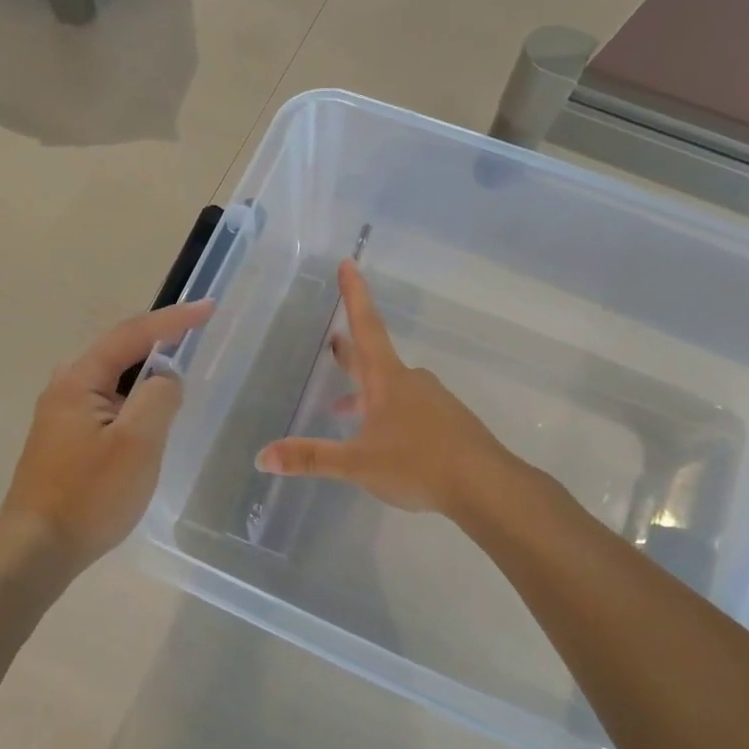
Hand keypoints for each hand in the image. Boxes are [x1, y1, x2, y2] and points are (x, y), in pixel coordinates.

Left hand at [0, 299, 214, 568]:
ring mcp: (61, 414)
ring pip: (114, 379)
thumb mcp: (137, 443)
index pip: (132, 334)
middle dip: (159, 340)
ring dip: (147, 373)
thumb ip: (159, 397)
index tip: (209, 308)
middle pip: (120, 351)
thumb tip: (166, 377)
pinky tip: (149, 416)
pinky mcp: (65, 438)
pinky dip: (134, 399)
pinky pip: (107, 403)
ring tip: (180, 373)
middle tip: (197, 334)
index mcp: (79, 379)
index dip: (174, 319)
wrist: (37, 548)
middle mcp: (65, 387)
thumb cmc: (90, 494)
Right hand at [255, 261, 508, 516]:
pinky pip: (408, 409)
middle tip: (334, 339)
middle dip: (351, 349)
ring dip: (365, 391)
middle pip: (374, 357)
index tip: (348, 263)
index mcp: (387, 380)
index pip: (366, 326)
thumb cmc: (418, 464)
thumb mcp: (357, 464)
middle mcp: (410, 382)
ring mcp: (432, 402)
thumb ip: (311, 459)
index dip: (354, 295)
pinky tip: (381, 440)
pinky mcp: (446, 424)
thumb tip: (263, 456)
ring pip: (390, 387)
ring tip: (342, 407)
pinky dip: (385, 414)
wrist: (486, 486)